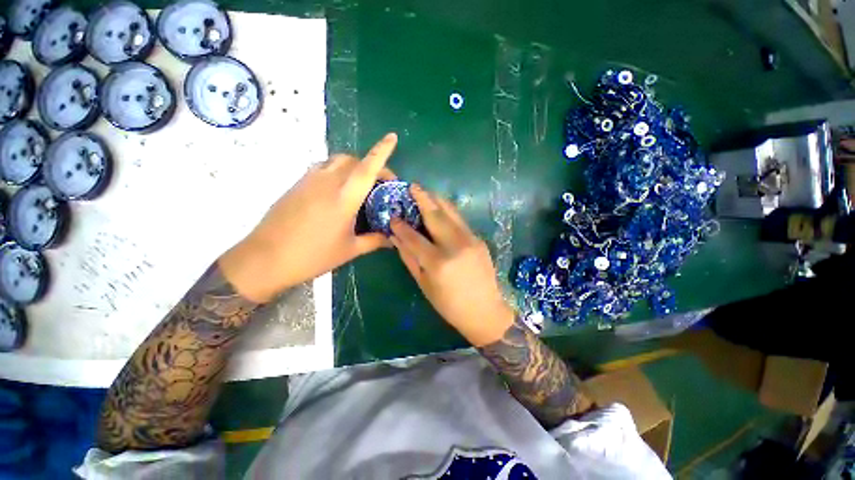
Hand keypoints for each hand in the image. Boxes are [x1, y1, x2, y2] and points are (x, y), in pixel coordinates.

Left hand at [220, 133, 398, 302]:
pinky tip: (337, 191)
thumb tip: (392, 239)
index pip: (367, 167)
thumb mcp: (350, 250)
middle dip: (371, 164)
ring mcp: (309, 180)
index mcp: (344, 197)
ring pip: (336, 160)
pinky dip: (336, 171)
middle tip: (379, 184)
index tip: (392, 137)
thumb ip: (374, 241)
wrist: (265, 258)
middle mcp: (327, 182)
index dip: (382, 150)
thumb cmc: (313, 256)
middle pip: (353, 160)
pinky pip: (322, 167)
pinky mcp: (297, 184)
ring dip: (353, 166)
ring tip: (359, 185)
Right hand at [391, 186, 513, 345]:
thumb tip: (396, 238)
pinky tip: (440, 209)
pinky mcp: (478, 240)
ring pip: (451, 213)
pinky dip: (448, 212)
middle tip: (412, 186)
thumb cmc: (449, 304)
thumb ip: (409, 258)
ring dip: (437, 200)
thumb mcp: (424, 284)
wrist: (485, 311)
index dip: (401, 226)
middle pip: (435, 216)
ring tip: (426, 192)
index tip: (393, 216)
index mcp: (438, 263)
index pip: (414, 237)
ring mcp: (470, 240)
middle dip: (422, 199)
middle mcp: (455, 246)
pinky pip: (460, 221)